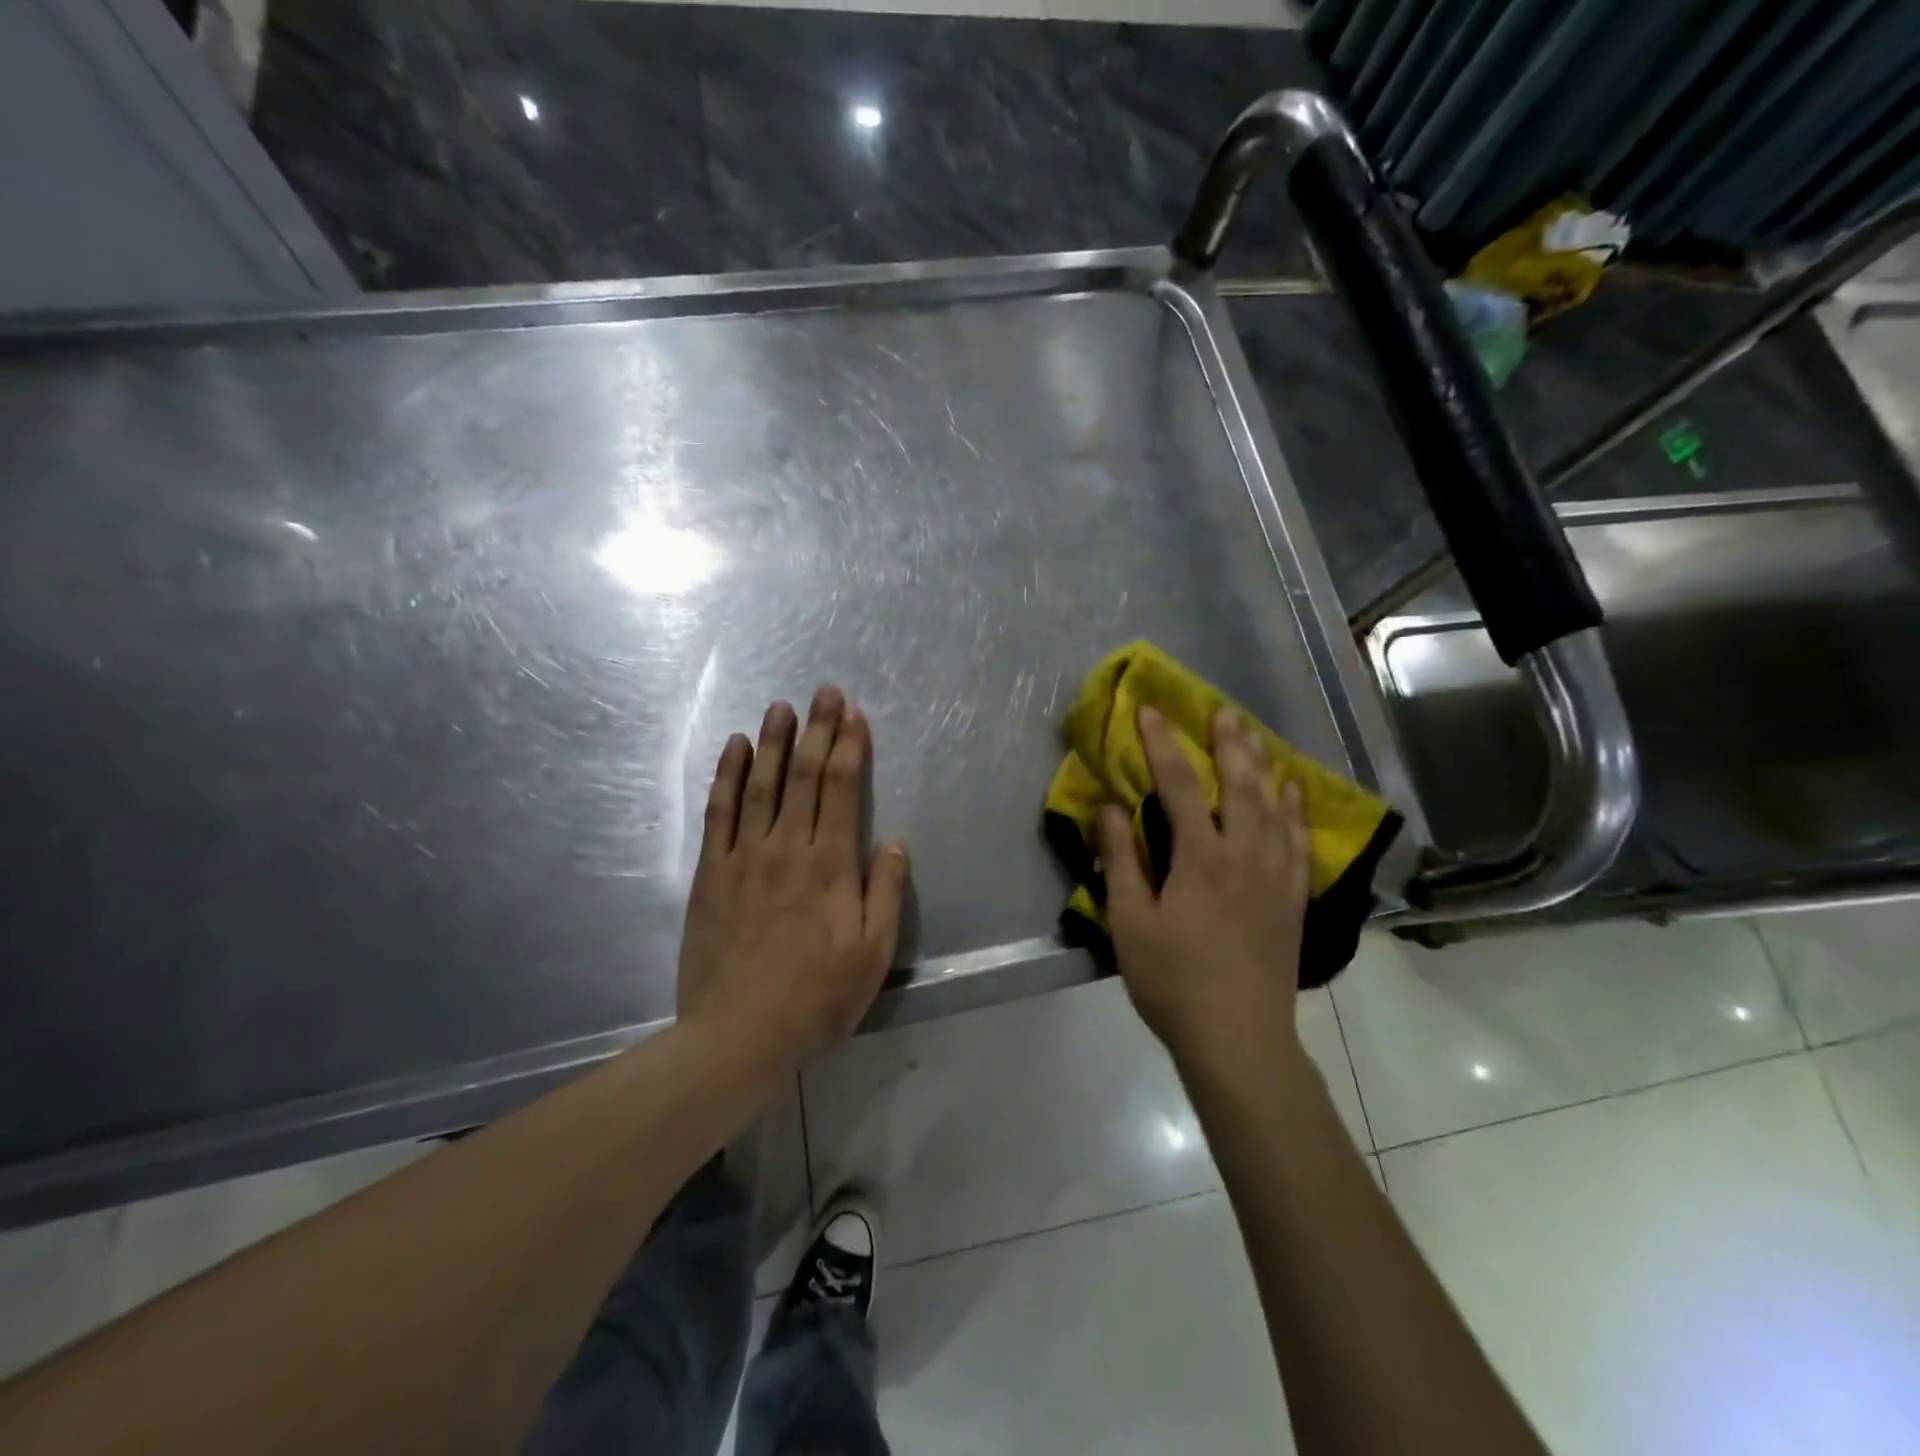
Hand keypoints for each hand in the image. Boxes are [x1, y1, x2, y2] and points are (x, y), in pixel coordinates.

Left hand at [677, 687, 910, 1071]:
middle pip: (803, 776)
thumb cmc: (817, 996)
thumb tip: (894, 841)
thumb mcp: (873, 953)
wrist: (739, 1034)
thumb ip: (885, 891)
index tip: (853, 714)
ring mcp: (744, 856)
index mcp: (830, 865)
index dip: (849, 747)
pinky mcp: (711, 872)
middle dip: (817, 729)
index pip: (842, 790)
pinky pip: (719, 812)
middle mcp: (787, 847)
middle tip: (824, 692)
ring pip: (761, 784)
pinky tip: (734, 748)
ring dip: (772, 740)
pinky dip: (727, 775)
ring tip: (781, 705)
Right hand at [1099, 706, 1311, 1070]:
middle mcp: (1244, 855)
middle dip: (1229, 744)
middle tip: (1222, 711)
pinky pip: (1298, 841)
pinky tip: (1292, 794)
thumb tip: (1111, 807)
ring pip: (1274, 807)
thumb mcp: (1130, 922)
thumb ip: (1122, 860)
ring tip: (1257, 738)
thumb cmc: (1172, 980)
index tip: (1151, 711)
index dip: (1163, 745)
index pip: (1180, 786)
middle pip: (1240, 786)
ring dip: (1264, 767)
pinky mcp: (1293, 899)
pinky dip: (1294, 810)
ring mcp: (1275, 876)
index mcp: (1200, 858)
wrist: (1239, 1037)